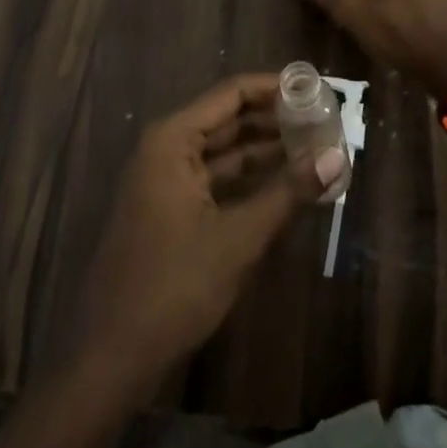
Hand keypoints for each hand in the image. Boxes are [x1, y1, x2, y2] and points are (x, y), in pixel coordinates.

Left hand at [70, 74, 324, 390]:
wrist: (110, 359)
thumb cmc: (172, 287)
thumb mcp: (238, 238)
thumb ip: (288, 193)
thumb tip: (337, 157)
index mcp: (173, 139)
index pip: (232, 94)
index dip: (275, 88)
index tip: (317, 88)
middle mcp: (166, 148)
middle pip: (229, 119)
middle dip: (275, 120)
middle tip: (324, 120)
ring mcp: (165, 180)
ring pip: (224, 152)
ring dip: (265, 151)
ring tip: (314, 148)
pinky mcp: (170, 210)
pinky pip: (216, 180)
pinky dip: (249, 180)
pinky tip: (285, 185)